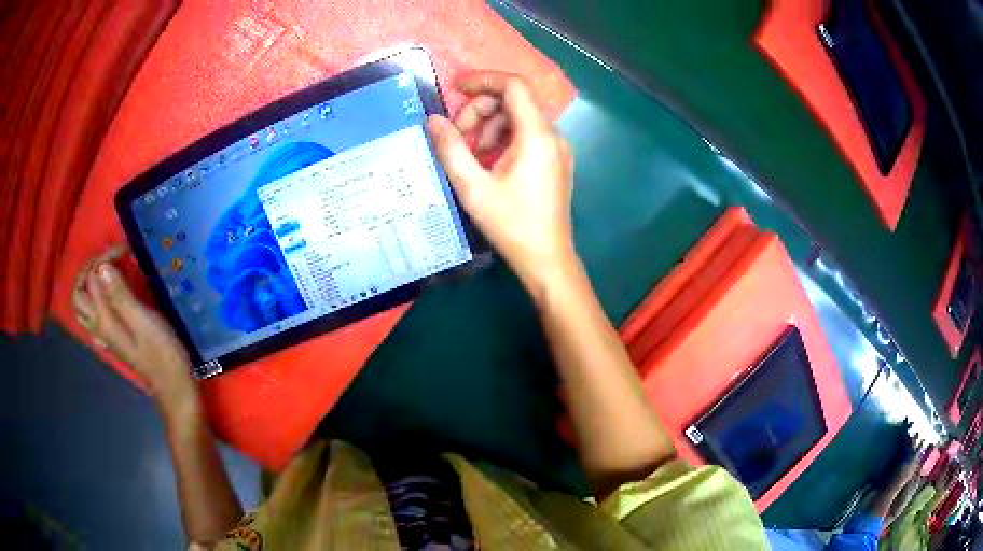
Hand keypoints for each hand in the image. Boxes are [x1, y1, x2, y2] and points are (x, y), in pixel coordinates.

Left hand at [73, 245, 196, 412]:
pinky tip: (111, 293)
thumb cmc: (162, 353)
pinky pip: (94, 314)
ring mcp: (105, 334)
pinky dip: (97, 297)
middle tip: (110, 258)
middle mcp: (99, 326)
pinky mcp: (114, 337)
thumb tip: (102, 267)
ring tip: (108, 272)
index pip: (92, 279)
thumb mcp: (143, 321)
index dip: (105, 258)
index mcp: (104, 320)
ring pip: (84, 306)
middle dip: (90, 269)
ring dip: (90, 284)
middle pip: (79, 293)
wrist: (173, 385)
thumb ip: (121, 295)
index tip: (125, 250)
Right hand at [427, 71, 575, 296]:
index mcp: (536, 136)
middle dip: (482, 109)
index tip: (456, 89)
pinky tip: (488, 160)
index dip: (483, 80)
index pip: (514, 86)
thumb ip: (450, 149)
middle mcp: (552, 136)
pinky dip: (504, 138)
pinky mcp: (556, 161)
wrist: (547, 259)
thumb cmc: (511, 225)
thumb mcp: (473, 187)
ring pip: (520, 118)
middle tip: (458, 135)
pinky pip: (528, 135)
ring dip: (491, 125)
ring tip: (471, 152)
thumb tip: (432, 120)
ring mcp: (557, 149)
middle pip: (515, 101)